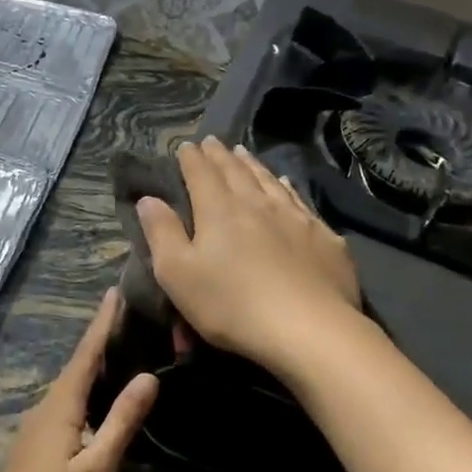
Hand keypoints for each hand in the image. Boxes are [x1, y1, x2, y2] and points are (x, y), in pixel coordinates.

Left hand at [0, 290, 157, 471]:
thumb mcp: (96, 469)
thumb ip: (121, 422)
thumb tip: (148, 376)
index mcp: (59, 407)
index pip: (85, 355)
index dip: (101, 323)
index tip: (114, 291)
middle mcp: (44, 409)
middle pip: (76, 366)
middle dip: (100, 339)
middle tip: (130, 316)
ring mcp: (35, 429)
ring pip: (70, 388)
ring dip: (93, 366)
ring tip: (122, 350)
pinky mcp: (35, 448)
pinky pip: (65, 406)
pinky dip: (86, 392)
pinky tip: (100, 401)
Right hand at [137, 136, 360, 376]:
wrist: (308, 329)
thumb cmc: (231, 305)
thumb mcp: (178, 275)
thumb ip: (161, 233)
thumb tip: (148, 198)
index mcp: (219, 211)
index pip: (201, 174)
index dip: (192, 159)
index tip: (186, 145)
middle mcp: (257, 204)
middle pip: (236, 172)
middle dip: (220, 156)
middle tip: (213, 142)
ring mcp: (295, 218)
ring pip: (269, 181)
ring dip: (253, 165)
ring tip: (243, 153)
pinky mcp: (323, 237)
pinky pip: (299, 201)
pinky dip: (287, 187)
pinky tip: (286, 184)